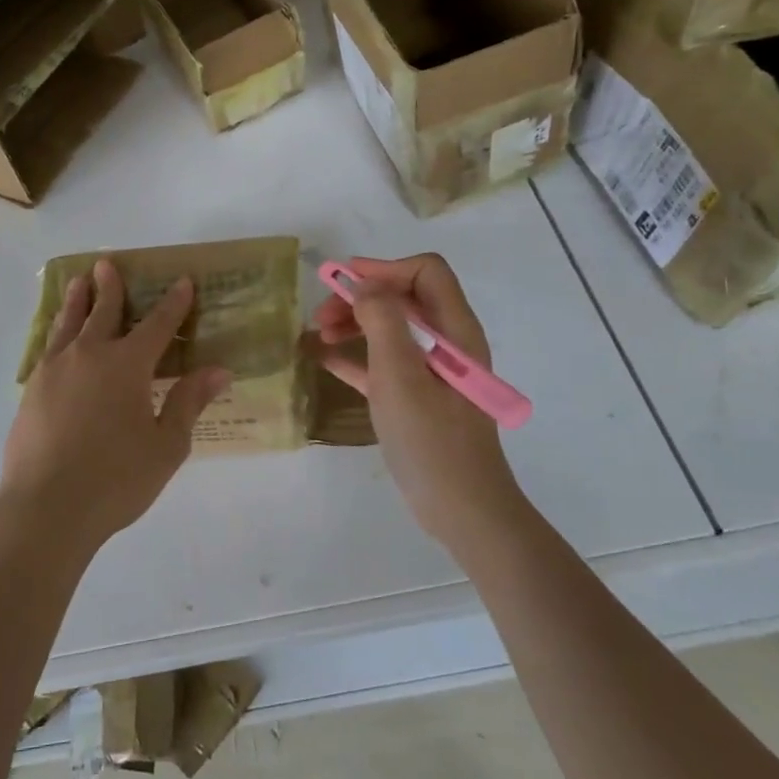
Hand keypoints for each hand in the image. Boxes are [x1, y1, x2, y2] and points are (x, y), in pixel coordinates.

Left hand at [1, 259, 229, 550]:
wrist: (45, 507)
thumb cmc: (115, 480)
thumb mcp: (166, 446)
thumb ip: (188, 403)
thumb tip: (218, 370)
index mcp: (126, 365)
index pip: (157, 325)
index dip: (173, 303)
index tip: (182, 281)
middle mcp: (89, 355)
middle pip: (103, 312)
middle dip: (110, 287)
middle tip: (106, 264)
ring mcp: (54, 370)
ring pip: (68, 323)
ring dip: (76, 300)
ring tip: (78, 282)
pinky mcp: (32, 390)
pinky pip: (48, 347)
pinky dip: (56, 332)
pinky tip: (56, 338)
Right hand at [314, 254, 520, 545]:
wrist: (460, 509)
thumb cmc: (431, 439)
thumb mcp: (400, 375)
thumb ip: (382, 321)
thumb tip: (362, 284)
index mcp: (455, 330)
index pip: (426, 272)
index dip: (384, 270)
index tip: (345, 283)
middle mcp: (447, 342)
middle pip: (403, 298)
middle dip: (361, 298)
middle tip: (322, 315)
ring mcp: (432, 371)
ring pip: (390, 328)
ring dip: (354, 324)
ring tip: (318, 336)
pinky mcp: (417, 396)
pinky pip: (383, 362)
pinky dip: (356, 355)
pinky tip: (323, 359)